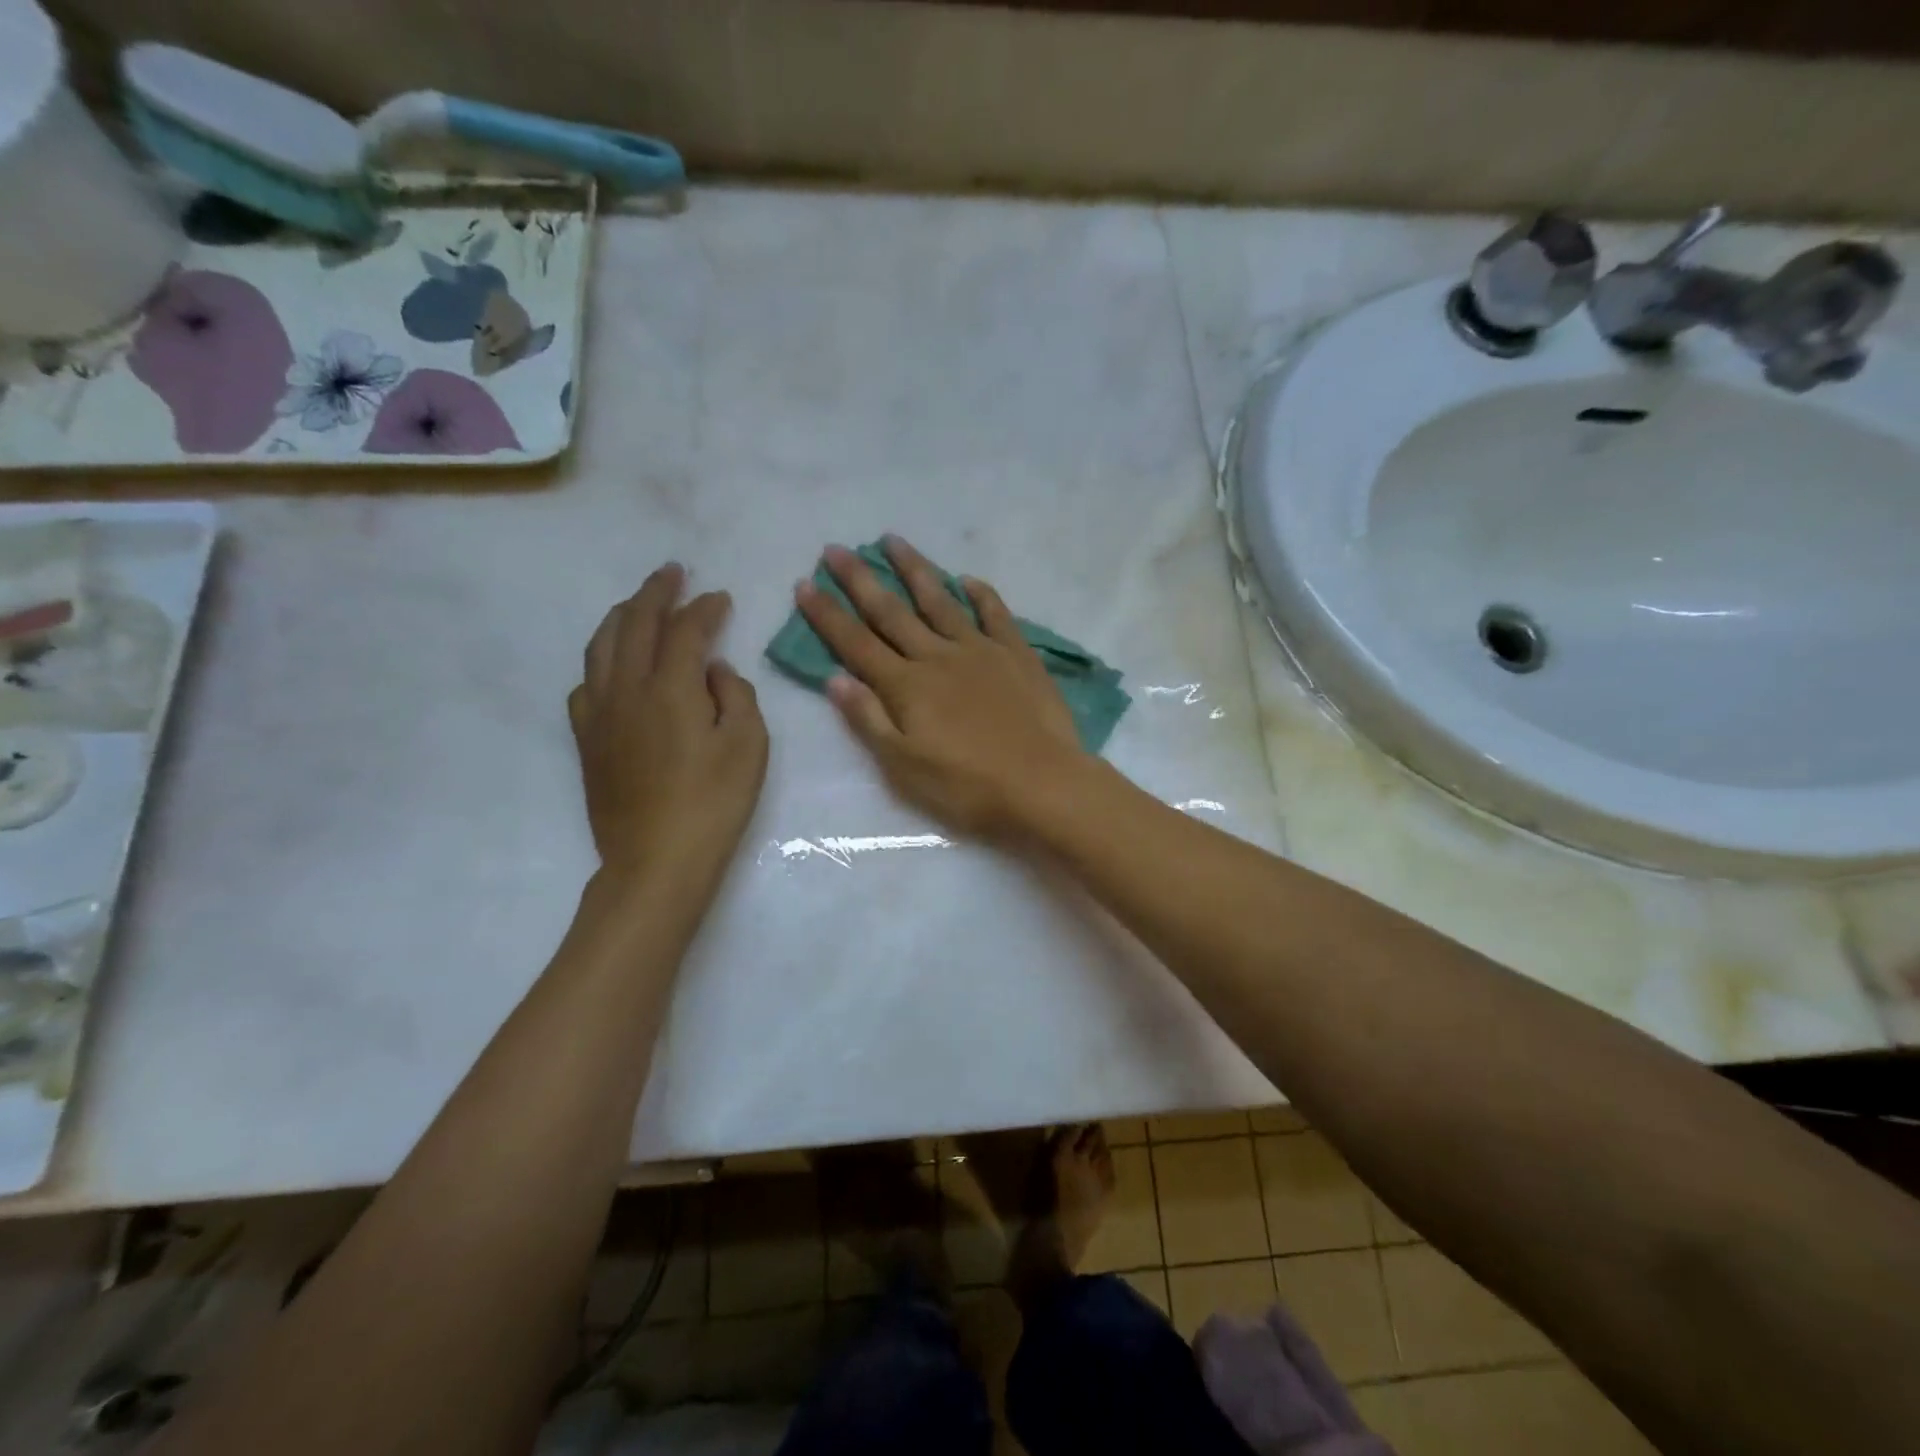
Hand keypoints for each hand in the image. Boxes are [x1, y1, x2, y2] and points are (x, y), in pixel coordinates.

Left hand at [570, 565, 768, 899]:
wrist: (656, 860)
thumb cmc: (714, 803)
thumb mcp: (748, 746)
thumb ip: (735, 695)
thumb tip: (712, 670)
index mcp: (670, 688)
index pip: (685, 630)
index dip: (704, 608)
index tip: (720, 597)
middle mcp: (627, 689)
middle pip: (635, 624)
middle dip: (655, 593)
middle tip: (673, 573)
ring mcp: (600, 713)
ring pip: (602, 646)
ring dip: (623, 616)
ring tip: (639, 604)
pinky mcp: (587, 739)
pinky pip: (586, 683)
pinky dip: (602, 659)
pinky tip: (613, 665)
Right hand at [796, 537, 1088, 838]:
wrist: (1042, 784)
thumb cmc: (967, 786)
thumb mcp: (904, 766)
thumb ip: (869, 720)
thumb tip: (834, 678)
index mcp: (907, 686)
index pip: (856, 643)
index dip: (828, 615)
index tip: (805, 584)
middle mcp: (938, 657)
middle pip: (891, 612)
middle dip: (860, 579)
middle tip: (836, 548)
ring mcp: (980, 650)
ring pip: (939, 601)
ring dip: (914, 570)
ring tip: (893, 540)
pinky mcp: (1017, 655)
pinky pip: (995, 614)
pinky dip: (980, 594)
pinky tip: (968, 579)